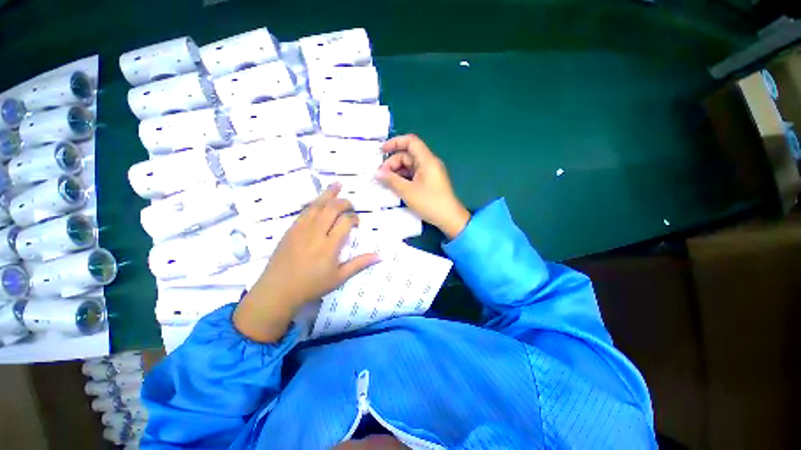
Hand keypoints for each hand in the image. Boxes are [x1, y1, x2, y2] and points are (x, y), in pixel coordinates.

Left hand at [234, 185, 379, 341]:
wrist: (277, 290)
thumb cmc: (311, 286)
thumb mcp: (339, 278)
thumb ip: (359, 264)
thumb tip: (379, 256)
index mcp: (329, 246)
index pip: (345, 222)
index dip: (354, 218)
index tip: (357, 223)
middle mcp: (316, 233)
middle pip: (332, 208)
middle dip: (344, 202)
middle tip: (351, 205)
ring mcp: (301, 229)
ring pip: (317, 205)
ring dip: (329, 194)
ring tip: (338, 185)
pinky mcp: (291, 229)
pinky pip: (305, 210)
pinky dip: (315, 202)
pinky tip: (319, 200)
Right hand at [375, 134, 470, 238]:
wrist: (449, 219)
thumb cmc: (430, 203)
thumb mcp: (407, 192)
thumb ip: (391, 180)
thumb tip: (377, 173)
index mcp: (427, 160)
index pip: (410, 141)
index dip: (395, 142)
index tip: (381, 151)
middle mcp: (429, 163)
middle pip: (408, 155)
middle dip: (393, 163)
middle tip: (381, 176)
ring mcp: (430, 172)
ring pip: (410, 166)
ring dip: (397, 172)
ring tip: (386, 183)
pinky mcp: (430, 181)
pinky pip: (414, 174)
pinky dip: (404, 178)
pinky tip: (396, 187)